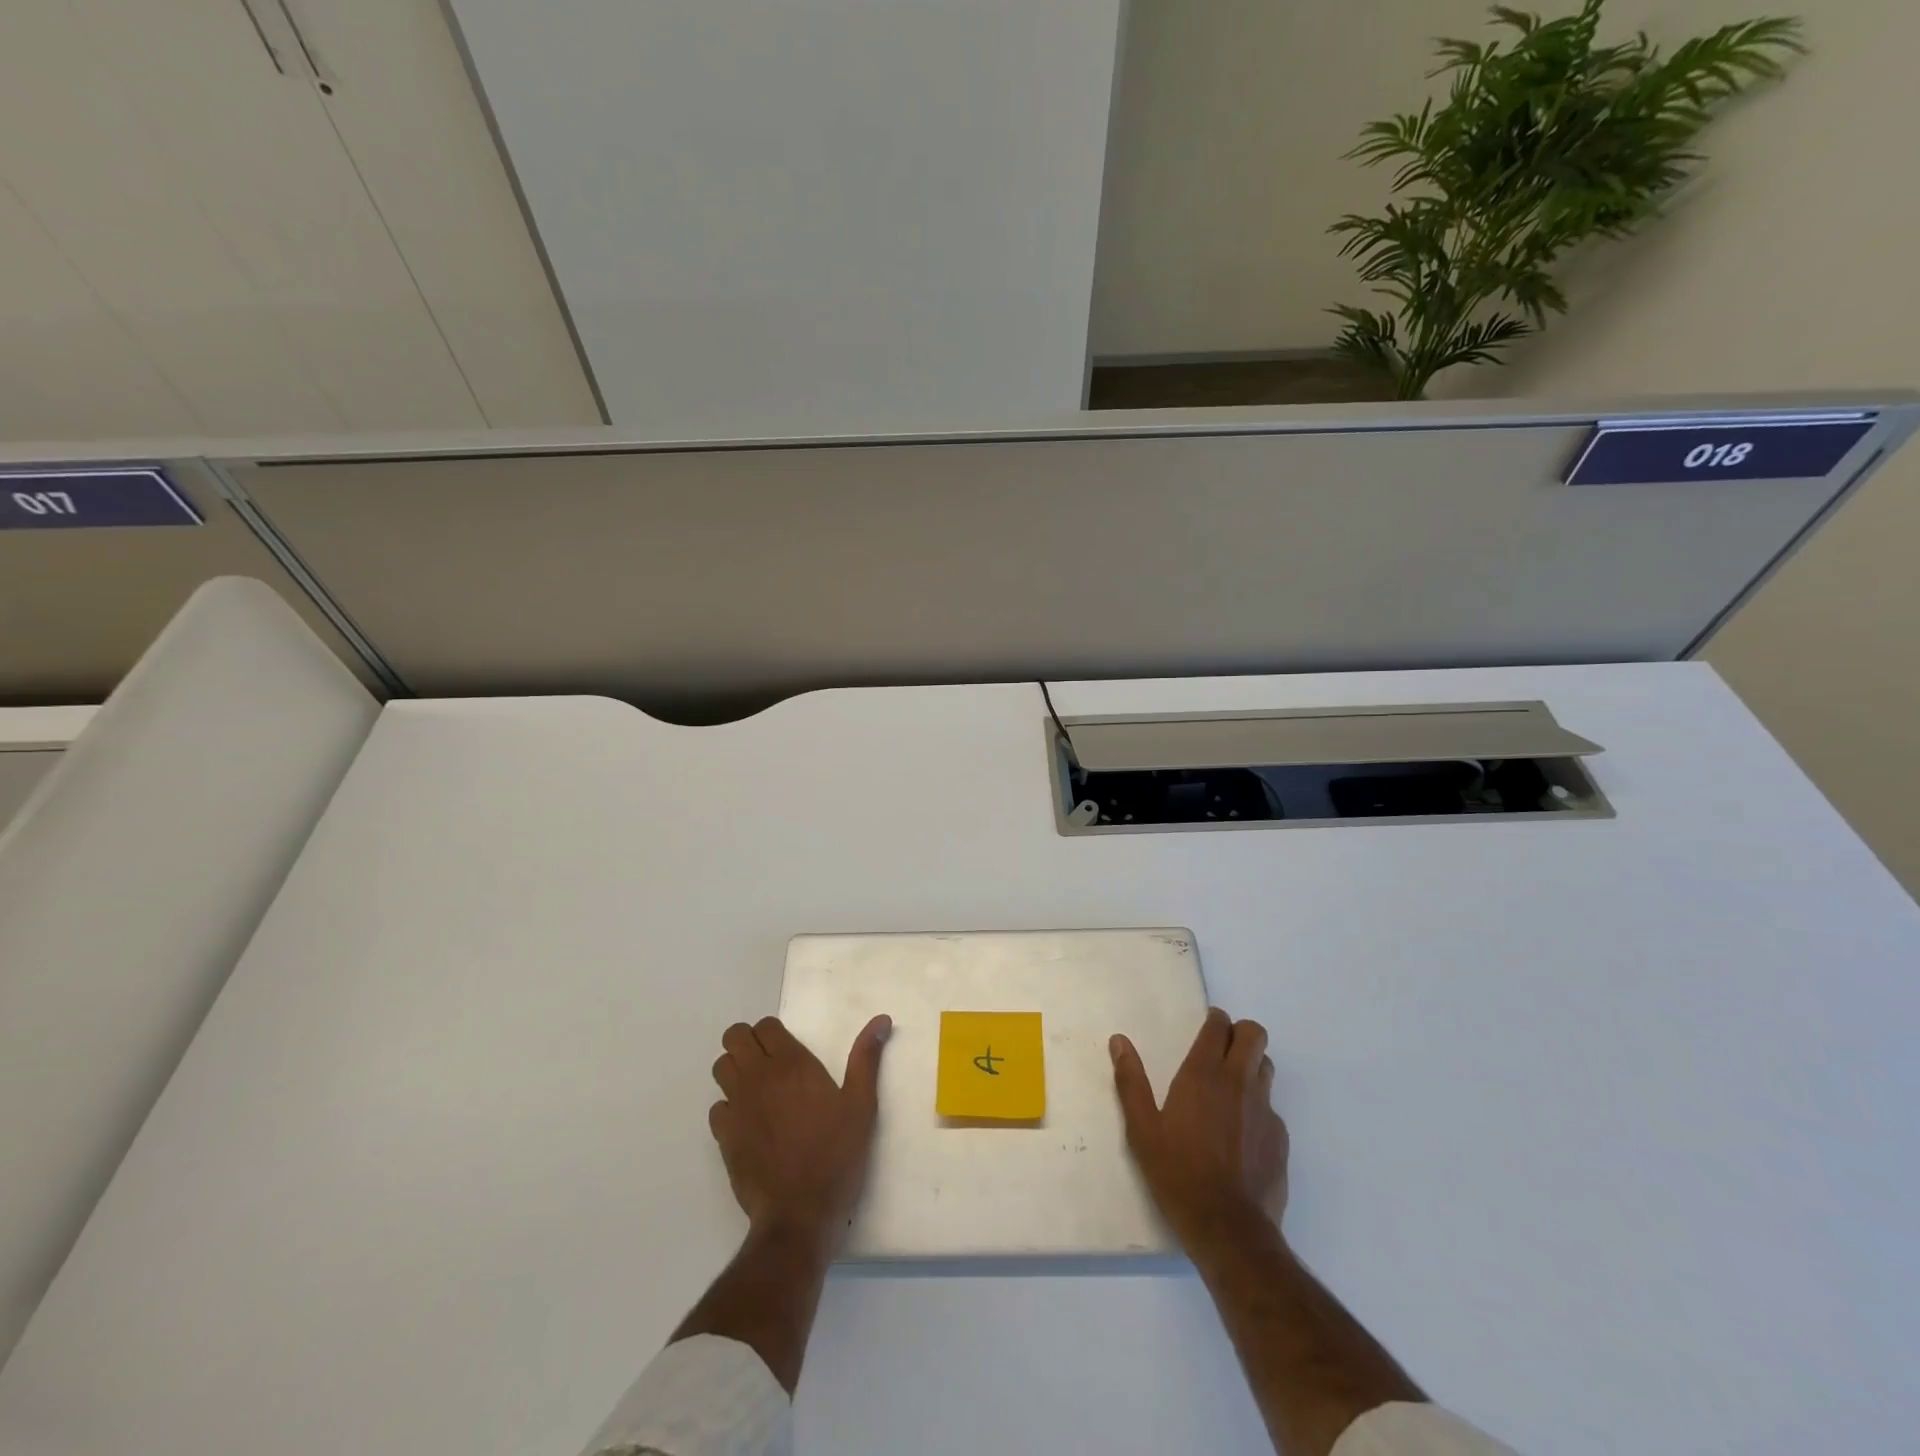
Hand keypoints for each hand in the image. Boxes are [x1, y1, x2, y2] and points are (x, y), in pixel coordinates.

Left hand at [709, 1014, 890, 1255]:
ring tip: (757, 1089)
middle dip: (747, 1042)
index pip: (765, 1026)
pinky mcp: (724, 1137)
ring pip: (721, 1068)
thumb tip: (881, 1019)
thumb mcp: (862, 1105)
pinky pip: (717, 1107)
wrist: (799, 1214)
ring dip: (735, 1070)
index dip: (773, 1032)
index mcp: (791, 1064)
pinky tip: (749, 1122)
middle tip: (768, 1062)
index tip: (787, 1048)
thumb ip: (866, 1058)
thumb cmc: (836, 1155)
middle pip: (735, 1038)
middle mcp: (758, 1077)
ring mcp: (737, 1107)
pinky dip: (729, 1108)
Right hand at [1110, 1007, 1287, 1253]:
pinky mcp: (1280, 1139)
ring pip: (1266, 1068)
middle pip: (1254, 1035)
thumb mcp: (1142, 1129)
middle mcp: (1239, 1083)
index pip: (1220, 1026)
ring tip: (1231, 1089)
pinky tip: (1241, 1135)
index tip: (1206, 1026)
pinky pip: (1271, 1108)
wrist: (1229, 1230)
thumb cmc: (1178, 1174)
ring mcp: (1265, 1110)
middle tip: (1221, 1050)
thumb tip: (1119, 1041)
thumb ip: (1131, 1081)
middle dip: (1240, 1034)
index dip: (1215, 1020)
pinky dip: (1258, 1108)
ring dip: (1251, 1066)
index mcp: (1203, 1075)